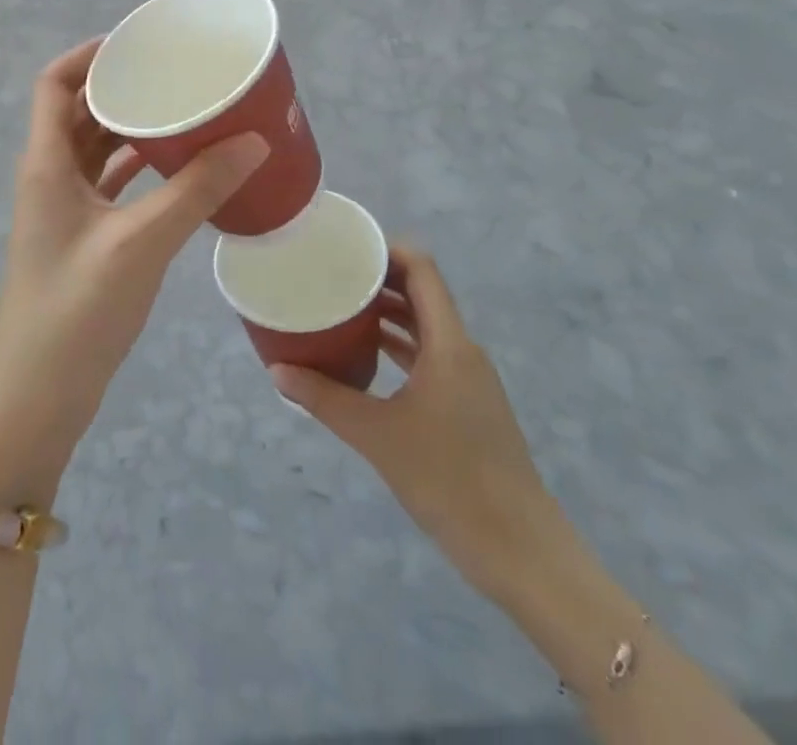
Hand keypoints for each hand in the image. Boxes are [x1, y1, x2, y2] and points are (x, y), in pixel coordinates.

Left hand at [0, 39, 268, 506]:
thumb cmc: (76, 311)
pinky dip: (139, 169)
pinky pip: (110, 185)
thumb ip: (197, 190)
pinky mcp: (82, 240)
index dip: (89, 54)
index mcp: (46, 163)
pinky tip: (180, 169)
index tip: (138, 43)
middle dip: (122, 88)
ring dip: (132, 129)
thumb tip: (254, 141)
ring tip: (184, 113)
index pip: (55, 83)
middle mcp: (49, 177)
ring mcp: (64, 211)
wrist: (36, 400)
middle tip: (174, 76)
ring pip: (96, 149)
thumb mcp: (140, 243)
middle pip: (80, 111)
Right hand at [271, 247, 563, 600]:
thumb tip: (277, 371)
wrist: (519, 550)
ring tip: (342, 307)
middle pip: (422, 294)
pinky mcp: (467, 404)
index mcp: (449, 343)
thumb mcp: (377, 435)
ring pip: (425, 326)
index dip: (387, 249)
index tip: (346, 246)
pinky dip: (400, 346)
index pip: (422, 270)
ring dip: (388, 313)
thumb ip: (325, 398)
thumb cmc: (449, 480)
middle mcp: (462, 350)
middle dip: (379, 279)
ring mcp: (468, 378)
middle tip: (332, 274)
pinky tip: (367, 356)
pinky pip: (430, 356)